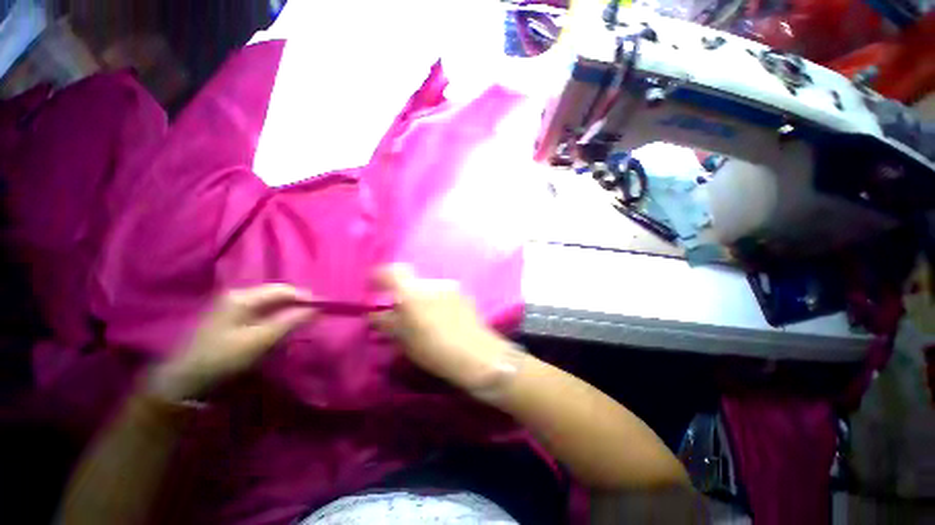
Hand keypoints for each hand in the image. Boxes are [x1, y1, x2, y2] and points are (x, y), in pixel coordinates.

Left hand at [148, 284, 316, 400]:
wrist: (184, 379)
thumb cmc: (223, 358)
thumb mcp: (260, 341)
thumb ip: (289, 322)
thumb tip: (315, 309)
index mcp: (242, 297)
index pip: (282, 290)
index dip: (305, 297)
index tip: (323, 307)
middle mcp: (237, 295)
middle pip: (276, 295)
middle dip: (296, 305)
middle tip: (312, 317)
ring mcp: (231, 305)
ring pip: (269, 303)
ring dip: (286, 312)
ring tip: (299, 323)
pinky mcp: (229, 317)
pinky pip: (260, 312)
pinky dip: (274, 318)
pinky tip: (279, 329)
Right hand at [371, 264, 509, 390]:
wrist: (475, 353)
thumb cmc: (434, 349)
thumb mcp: (404, 340)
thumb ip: (387, 323)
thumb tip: (375, 315)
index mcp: (413, 293)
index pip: (392, 272)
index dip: (380, 276)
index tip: (374, 286)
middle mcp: (432, 284)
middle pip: (412, 283)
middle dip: (404, 295)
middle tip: (402, 314)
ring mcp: (450, 287)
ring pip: (428, 289)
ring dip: (422, 300)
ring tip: (425, 321)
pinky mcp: (463, 294)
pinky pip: (443, 294)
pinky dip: (437, 302)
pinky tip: (442, 320)